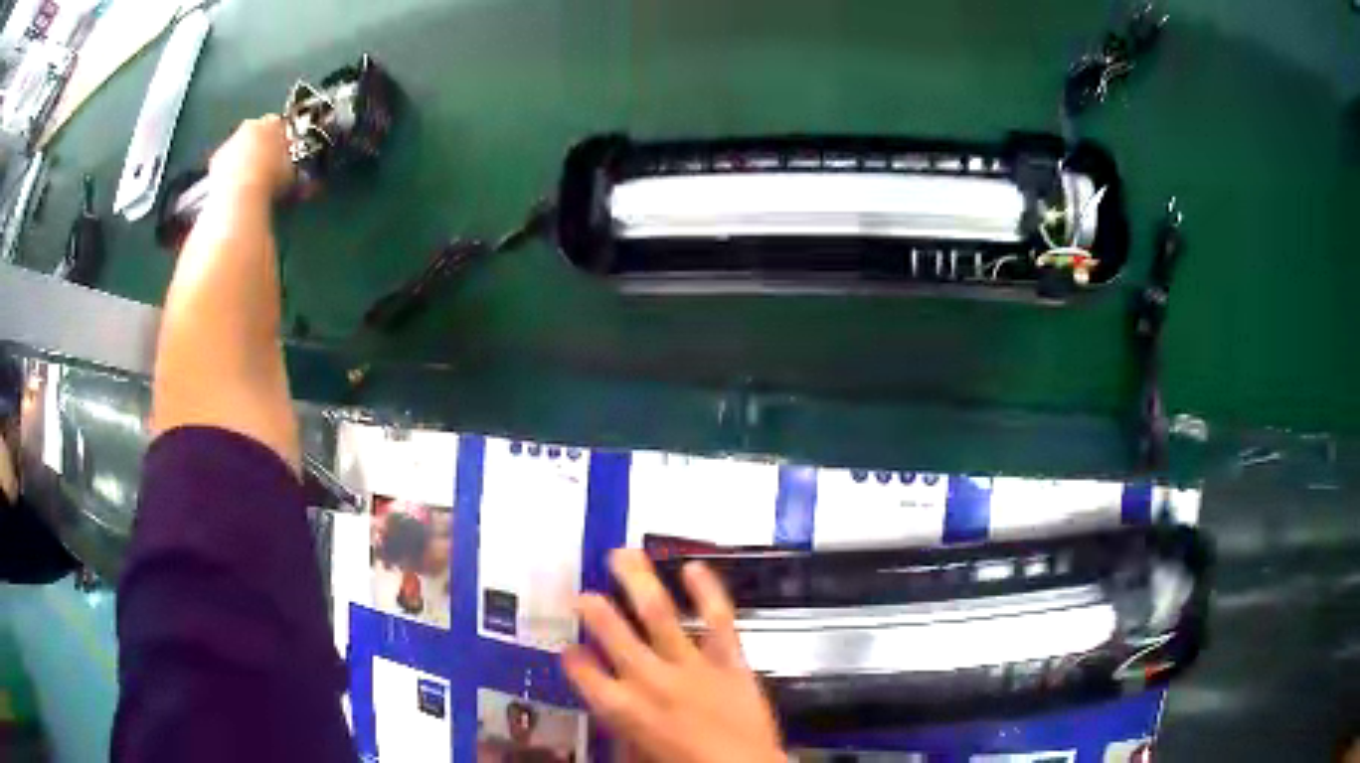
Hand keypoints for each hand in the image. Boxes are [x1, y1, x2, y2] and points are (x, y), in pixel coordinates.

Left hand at [208, 116, 293, 199]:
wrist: (239, 194)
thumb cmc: (269, 179)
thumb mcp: (289, 171)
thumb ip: (289, 161)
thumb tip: (290, 165)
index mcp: (272, 124)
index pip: (279, 124)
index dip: (281, 137)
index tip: (283, 151)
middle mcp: (251, 125)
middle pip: (257, 131)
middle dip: (261, 143)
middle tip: (265, 163)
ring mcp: (231, 140)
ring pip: (240, 145)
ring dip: (244, 156)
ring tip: (249, 177)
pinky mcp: (216, 157)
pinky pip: (226, 160)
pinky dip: (230, 169)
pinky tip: (235, 184)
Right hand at [563, 550, 783, 762]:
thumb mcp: (640, 755)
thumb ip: (622, 731)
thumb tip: (613, 715)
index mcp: (622, 708)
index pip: (584, 673)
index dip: (573, 657)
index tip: (569, 647)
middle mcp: (649, 680)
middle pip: (612, 634)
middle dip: (594, 608)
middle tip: (583, 592)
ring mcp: (689, 666)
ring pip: (657, 615)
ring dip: (637, 582)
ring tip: (623, 555)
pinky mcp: (728, 661)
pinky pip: (717, 620)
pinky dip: (707, 591)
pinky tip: (694, 567)